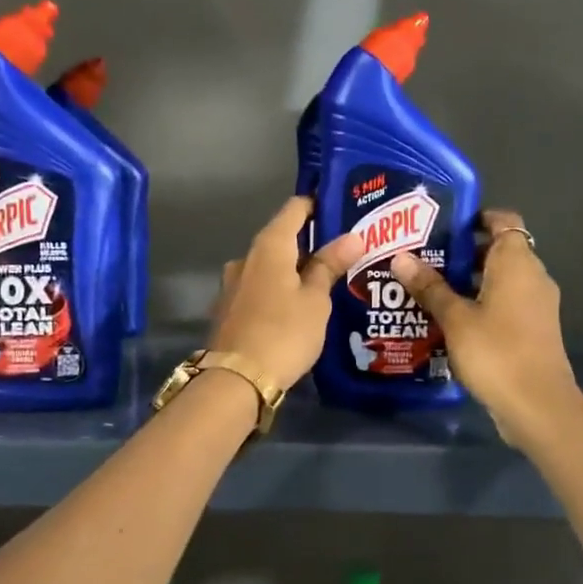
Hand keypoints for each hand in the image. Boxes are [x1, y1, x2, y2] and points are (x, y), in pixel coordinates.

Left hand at [210, 198, 364, 390]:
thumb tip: (353, 236)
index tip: (343, 209)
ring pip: (270, 266)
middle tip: (344, 253)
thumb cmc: (283, 332)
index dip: (318, 204)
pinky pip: (260, 288)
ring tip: (325, 283)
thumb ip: (330, 265)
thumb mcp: (316, 300)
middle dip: (310, 242)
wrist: (236, 379)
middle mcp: (246, 257)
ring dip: (294, 270)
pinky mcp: (229, 308)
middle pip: (282, 238)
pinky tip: (297, 307)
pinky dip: (279, 290)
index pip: (294, 208)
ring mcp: (233, 283)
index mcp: (269, 245)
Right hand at [388, 209, 578, 440]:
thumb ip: (429, 287)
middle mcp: (532, 276)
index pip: (503, 220)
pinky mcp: (533, 329)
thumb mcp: (455, 318)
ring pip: (500, 279)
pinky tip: (449, 319)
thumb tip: (400, 257)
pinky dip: (480, 303)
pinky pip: (504, 303)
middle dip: (463, 252)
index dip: (476, 217)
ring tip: (428, 287)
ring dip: (468, 281)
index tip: (443, 225)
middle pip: (498, 250)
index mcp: (517, 262)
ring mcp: (536, 304)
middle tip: (423, 257)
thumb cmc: (496, 352)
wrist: (538, 406)